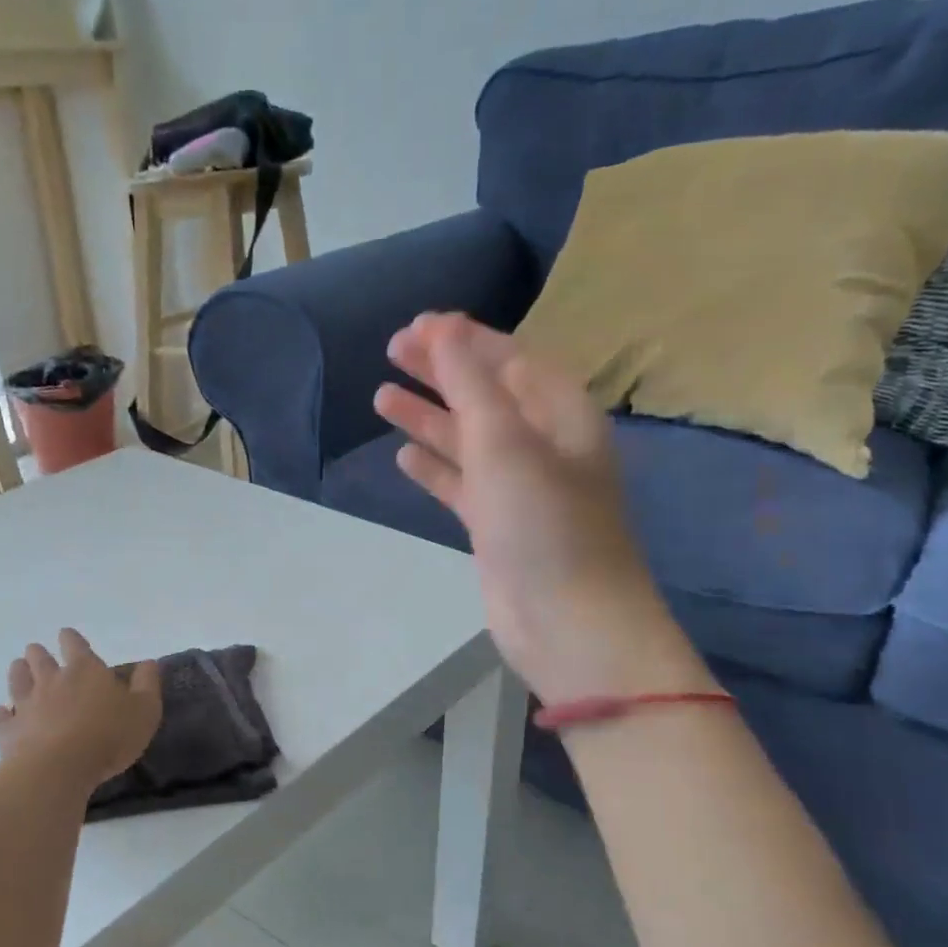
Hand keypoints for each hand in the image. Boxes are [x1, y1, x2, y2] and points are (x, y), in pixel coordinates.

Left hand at [0, 629, 162, 787]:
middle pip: (40, 659)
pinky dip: (2, 714)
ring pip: (17, 681)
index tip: (66, 635)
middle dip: (39, 653)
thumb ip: (147, 684)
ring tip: (18, 667)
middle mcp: (52, 681)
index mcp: (85, 670)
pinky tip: (2, 712)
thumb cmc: (109, 735)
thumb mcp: (144, 710)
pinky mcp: (9, 731)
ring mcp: (26, 705)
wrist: (59, 768)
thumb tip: (148, 663)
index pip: (75, 645)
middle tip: (36, 650)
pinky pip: (2, 718)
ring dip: (18, 672)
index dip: (71, 639)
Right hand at [374, 313, 712, 706]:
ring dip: (428, 418)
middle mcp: (542, 445)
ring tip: (381, 397)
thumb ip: (470, 383)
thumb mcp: (504, 440)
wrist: (566, 621)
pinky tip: (404, 458)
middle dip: (440, 372)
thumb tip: (442, 328)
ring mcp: (518, 488)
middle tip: (391, 350)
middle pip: (484, 394)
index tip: (416, 325)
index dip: (464, 339)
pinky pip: (461, 484)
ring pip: (467, 440)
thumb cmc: (542, 521)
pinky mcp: (497, 526)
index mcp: (560, 414)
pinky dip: (434, 468)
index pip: (510, 359)